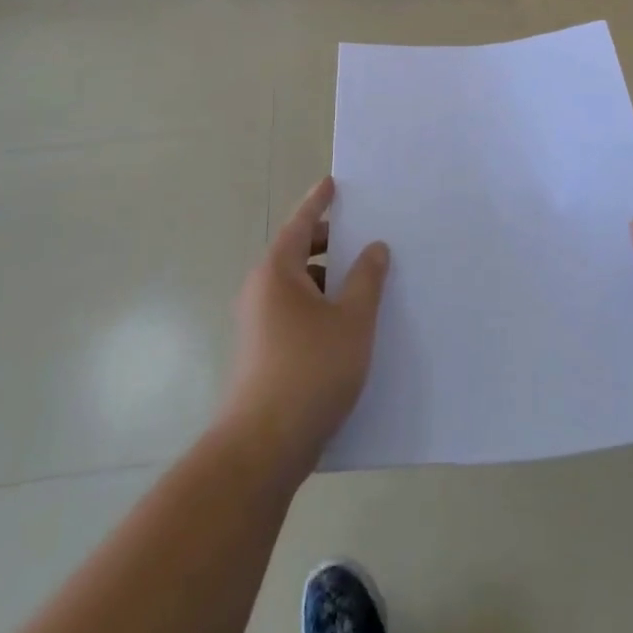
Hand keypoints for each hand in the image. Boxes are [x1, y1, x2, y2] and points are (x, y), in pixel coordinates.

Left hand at [223, 177, 389, 477]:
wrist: (262, 449)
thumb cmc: (310, 371)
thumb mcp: (352, 321)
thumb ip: (366, 279)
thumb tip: (374, 248)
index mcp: (277, 272)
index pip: (300, 223)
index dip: (318, 202)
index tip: (333, 182)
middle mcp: (261, 291)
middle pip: (297, 253)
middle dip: (330, 242)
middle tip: (364, 233)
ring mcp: (259, 324)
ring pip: (299, 286)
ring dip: (328, 279)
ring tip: (366, 281)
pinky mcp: (264, 353)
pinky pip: (296, 312)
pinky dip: (321, 305)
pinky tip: (349, 324)